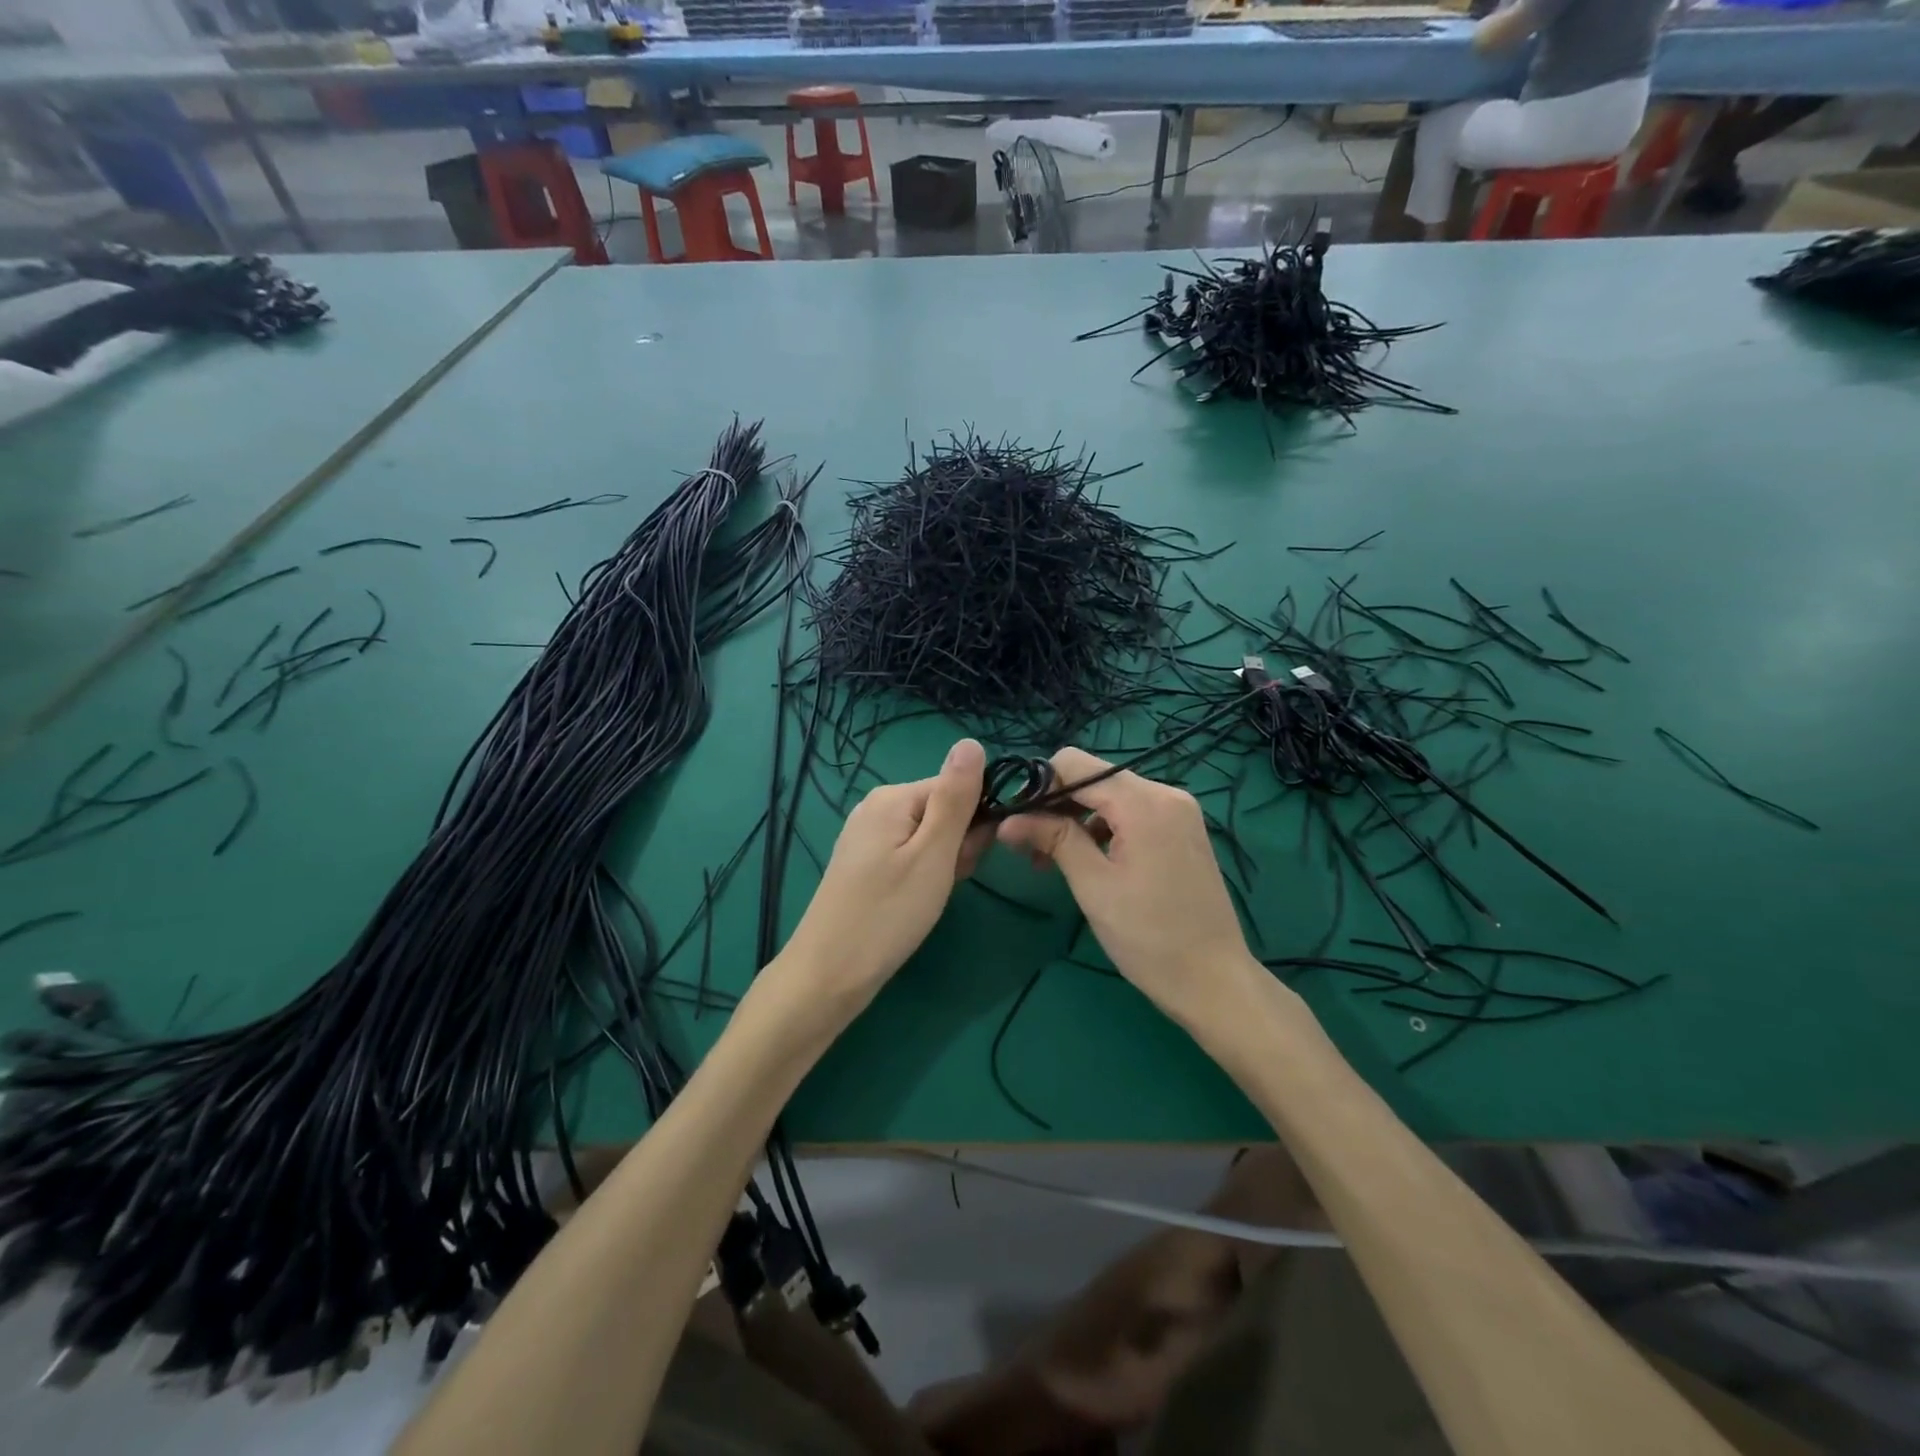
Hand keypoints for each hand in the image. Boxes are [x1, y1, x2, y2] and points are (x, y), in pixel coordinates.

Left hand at [779, 738, 990, 1015]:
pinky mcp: (864, 863)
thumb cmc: (888, 913)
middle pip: (942, 810)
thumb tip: (972, 742)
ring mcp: (866, 836)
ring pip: (929, 836)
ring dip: (943, 864)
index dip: (974, 823)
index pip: (957, 788)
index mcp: (893, 797)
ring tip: (929, 897)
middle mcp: (876, 807)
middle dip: (957, 846)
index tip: (968, 860)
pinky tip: (916, 901)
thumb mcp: (933, 854)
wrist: (829, 973)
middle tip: (945, 882)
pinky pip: (909, 854)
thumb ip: (956, 798)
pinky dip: (922, 875)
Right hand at [996, 748, 1256, 1024]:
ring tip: (1052, 861)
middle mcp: (1165, 793)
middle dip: (1056, 805)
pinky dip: (1103, 827)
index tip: (1019, 821)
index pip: (1074, 763)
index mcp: (1144, 802)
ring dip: (1077, 819)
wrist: (1214, 981)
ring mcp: (1178, 810)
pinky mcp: (1182, 829)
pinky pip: (1132, 812)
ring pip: (1110, 795)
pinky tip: (1088, 860)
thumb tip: (1007, 819)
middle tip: (1029, 847)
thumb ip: (1053, 839)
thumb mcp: (1093, 886)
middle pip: (1093, 776)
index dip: (1040, 786)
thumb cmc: (1149, 937)